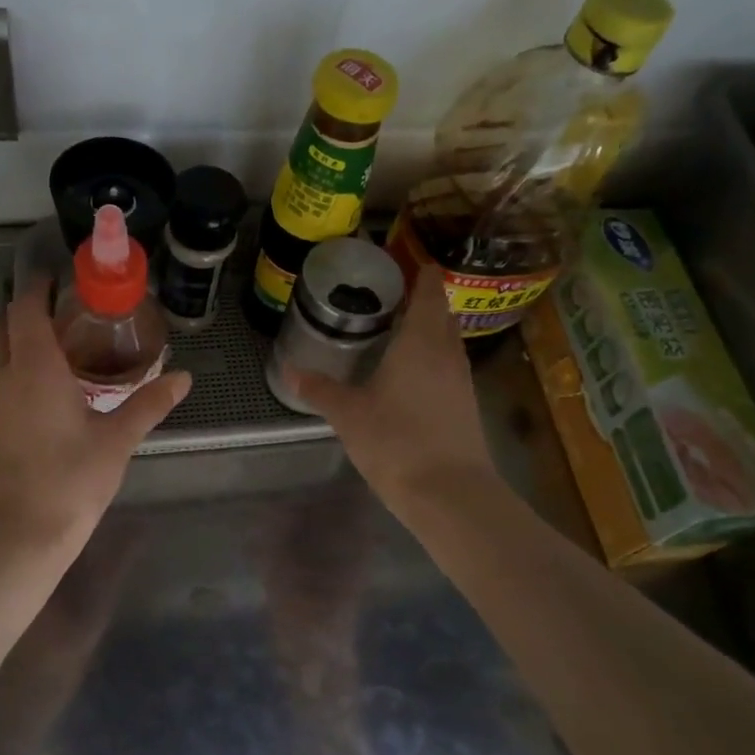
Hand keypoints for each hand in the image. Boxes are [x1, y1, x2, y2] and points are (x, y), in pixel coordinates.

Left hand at [0, 281, 190, 550]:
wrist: (19, 536)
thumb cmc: (71, 480)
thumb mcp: (117, 440)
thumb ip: (149, 404)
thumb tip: (183, 377)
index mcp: (34, 368)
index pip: (25, 309)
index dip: (37, 288)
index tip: (57, 279)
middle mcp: (3, 378)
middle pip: (2, 328)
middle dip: (24, 312)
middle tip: (61, 314)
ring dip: (18, 345)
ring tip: (58, 352)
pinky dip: (16, 375)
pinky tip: (44, 398)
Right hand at [292, 266, 496, 510]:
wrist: (450, 493)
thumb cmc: (397, 442)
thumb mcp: (349, 415)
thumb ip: (320, 390)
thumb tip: (289, 369)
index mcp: (421, 341)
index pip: (428, 290)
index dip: (421, 271)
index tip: (404, 261)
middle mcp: (447, 352)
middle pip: (441, 312)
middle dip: (422, 298)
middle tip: (390, 294)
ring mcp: (461, 379)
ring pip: (447, 340)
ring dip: (429, 329)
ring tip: (397, 328)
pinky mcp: (465, 405)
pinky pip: (448, 365)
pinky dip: (432, 357)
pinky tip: (410, 372)